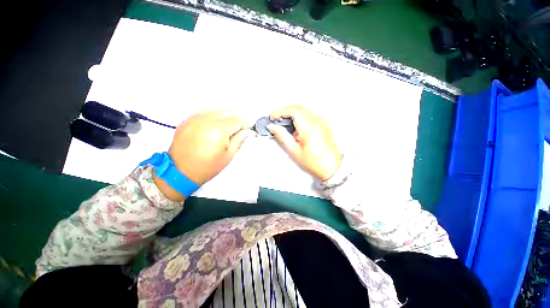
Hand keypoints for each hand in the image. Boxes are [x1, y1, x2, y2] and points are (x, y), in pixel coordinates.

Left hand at [154, 111, 250, 200]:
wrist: (179, 172)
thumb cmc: (206, 167)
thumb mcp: (228, 156)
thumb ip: (239, 141)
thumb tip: (246, 132)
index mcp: (219, 129)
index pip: (238, 119)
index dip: (246, 123)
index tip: (249, 129)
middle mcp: (207, 119)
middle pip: (228, 112)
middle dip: (236, 120)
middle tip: (238, 130)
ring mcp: (195, 118)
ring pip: (216, 110)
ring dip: (225, 117)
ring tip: (226, 130)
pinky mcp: (187, 120)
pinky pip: (204, 112)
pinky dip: (212, 117)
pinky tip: (213, 127)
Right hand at [268, 105, 341, 180]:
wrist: (332, 167)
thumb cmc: (314, 162)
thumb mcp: (294, 151)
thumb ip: (282, 136)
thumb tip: (273, 127)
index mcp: (308, 126)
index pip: (292, 110)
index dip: (280, 111)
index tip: (271, 117)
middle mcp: (316, 120)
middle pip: (297, 107)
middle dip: (284, 111)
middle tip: (275, 119)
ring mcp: (320, 121)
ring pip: (303, 110)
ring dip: (291, 113)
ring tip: (283, 123)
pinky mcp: (322, 123)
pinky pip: (308, 114)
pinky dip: (299, 116)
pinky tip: (294, 125)